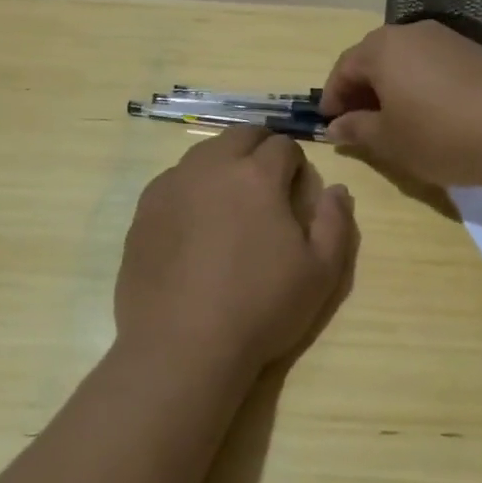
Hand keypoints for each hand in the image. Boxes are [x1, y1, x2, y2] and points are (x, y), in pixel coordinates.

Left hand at [115, 126, 357, 376]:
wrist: (181, 346)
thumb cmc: (261, 308)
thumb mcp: (322, 272)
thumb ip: (336, 222)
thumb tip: (337, 189)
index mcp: (257, 175)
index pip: (283, 146)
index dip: (296, 164)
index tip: (298, 190)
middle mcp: (211, 167)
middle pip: (240, 135)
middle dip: (260, 149)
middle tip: (268, 185)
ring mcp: (171, 186)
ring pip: (204, 154)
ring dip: (225, 164)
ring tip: (232, 203)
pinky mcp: (144, 212)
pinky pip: (174, 181)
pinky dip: (192, 188)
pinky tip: (196, 225)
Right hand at [320, 21, 481, 189]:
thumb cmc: (440, 135)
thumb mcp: (389, 140)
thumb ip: (357, 129)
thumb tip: (335, 126)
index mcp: (382, 48)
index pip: (344, 68)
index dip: (332, 97)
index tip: (329, 124)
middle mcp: (411, 32)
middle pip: (374, 58)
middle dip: (361, 90)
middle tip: (358, 123)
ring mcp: (446, 38)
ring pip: (405, 60)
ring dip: (391, 86)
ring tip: (393, 121)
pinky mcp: (474, 51)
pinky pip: (432, 64)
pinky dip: (419, 84)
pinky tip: (428, 113)